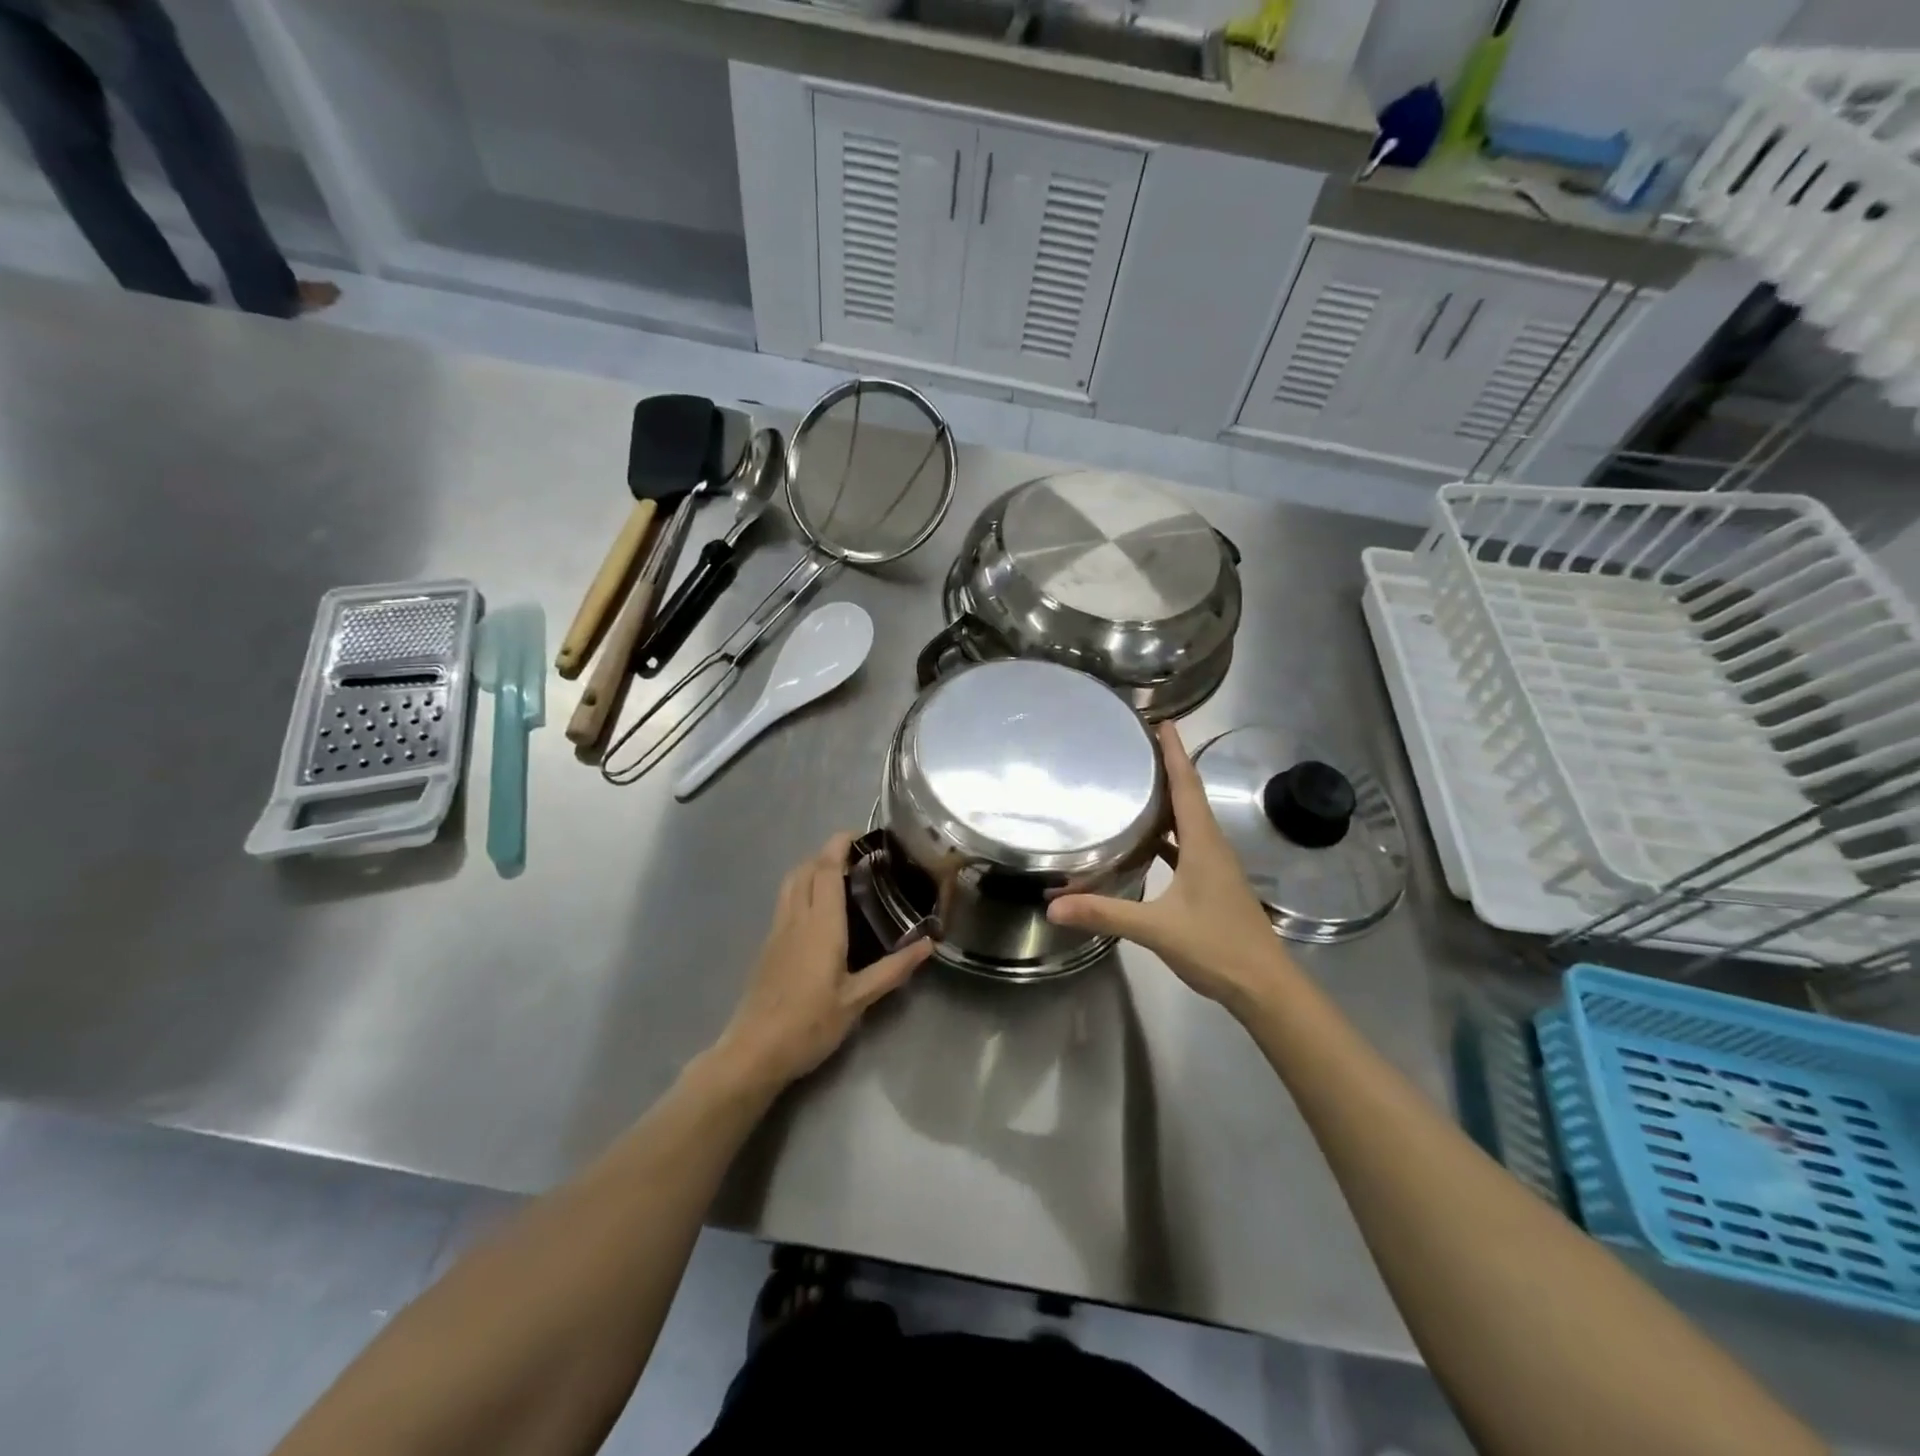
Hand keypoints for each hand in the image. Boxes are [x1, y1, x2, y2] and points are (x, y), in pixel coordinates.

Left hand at [713, 833, 931, 1092]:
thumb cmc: (809, 1024)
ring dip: (812, 870)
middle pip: (805, 869)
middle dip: (827, 854)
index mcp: (820, 924)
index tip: (860, 835)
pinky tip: (819, 913)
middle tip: (857, 859)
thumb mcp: (857, 1000)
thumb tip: (929, 944)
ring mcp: (776, 931)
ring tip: (840, 879)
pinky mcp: (767, 946)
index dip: (839, 845)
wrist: (753, 1052)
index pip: (826, 869)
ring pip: (790, 883)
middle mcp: (795, 918)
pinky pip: (785, 902)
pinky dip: (802, 890)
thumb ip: (893, 969)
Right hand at [1048, 722, 1288, 1012]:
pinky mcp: (1212, 885)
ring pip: (1189, 822)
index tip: (1162, 722)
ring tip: (1137, 785)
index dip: (1174, 753)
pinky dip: (1168, 835)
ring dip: (1168, 800)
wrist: (1265, 986)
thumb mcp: (1157, 928)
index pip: (1187, 786)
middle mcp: (1212, 846)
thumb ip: (1106, 913)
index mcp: (1203, 843)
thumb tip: (1054, 904)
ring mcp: (1215, 867)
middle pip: (1189, 796)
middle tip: (1138, 747)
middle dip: (1168, 768)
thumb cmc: (1216, 946)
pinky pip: (1187, 846)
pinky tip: (1147, 842)